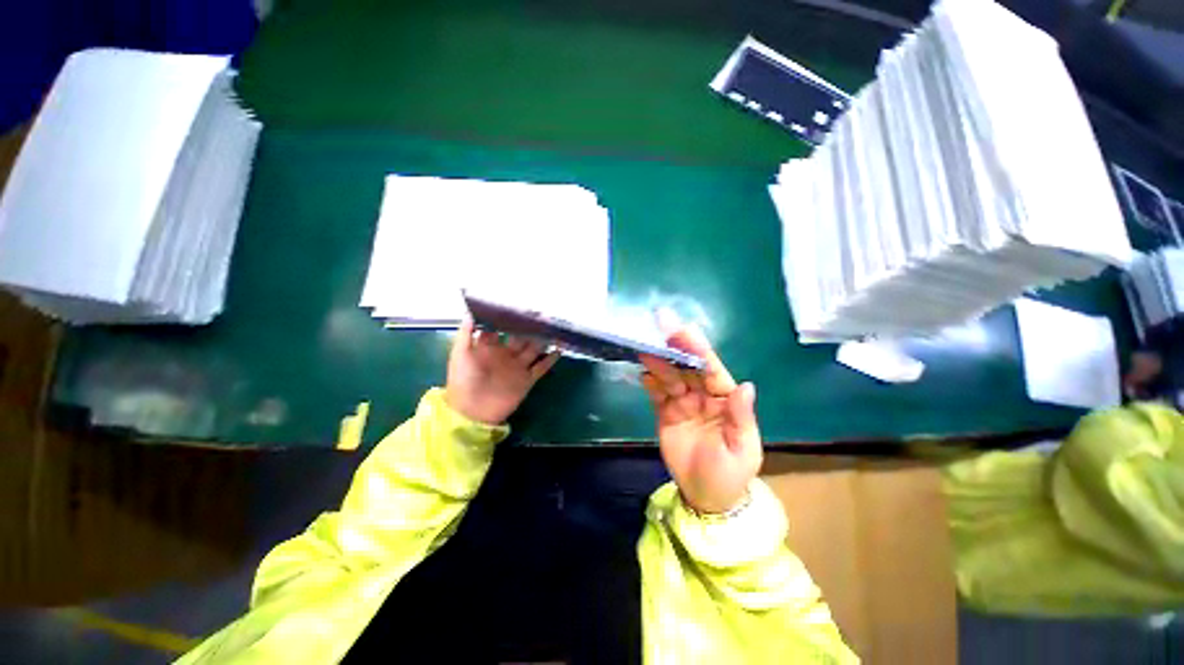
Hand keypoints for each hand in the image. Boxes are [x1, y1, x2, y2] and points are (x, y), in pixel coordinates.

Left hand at [445, 318, 558, 424]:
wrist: (472, 413)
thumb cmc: (463, 380)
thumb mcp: (460, 354)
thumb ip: (466, 334)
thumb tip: (472, 312)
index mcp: (490, 347)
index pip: (501, 328)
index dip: (508, 318)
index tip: (519, 306)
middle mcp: (506, 354)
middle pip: (521, 337)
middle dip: (530, 327)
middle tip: (542, 315)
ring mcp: (518, 367)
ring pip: (534, 349)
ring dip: (543, 340)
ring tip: (553, 328)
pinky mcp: (527, 380)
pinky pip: (541, 367)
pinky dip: (550, 359)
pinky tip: (559, 349)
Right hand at [641, 315, 761, 514]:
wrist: (706, 497)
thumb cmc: (730, 473)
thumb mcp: (742, 449)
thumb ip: (740, 417)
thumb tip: (745, 385)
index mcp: (725, 400)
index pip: (711, 370)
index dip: (699, 351)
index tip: (685, 330)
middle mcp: (703, 396)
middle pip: (687, 368)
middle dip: (676, 347)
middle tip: (662, 324)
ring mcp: (682, 403)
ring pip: (670, 377)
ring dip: (659, 362)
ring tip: (646, 347)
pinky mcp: (665, 413)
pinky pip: (657, 394)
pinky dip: (650, 383)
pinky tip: (643, 372)